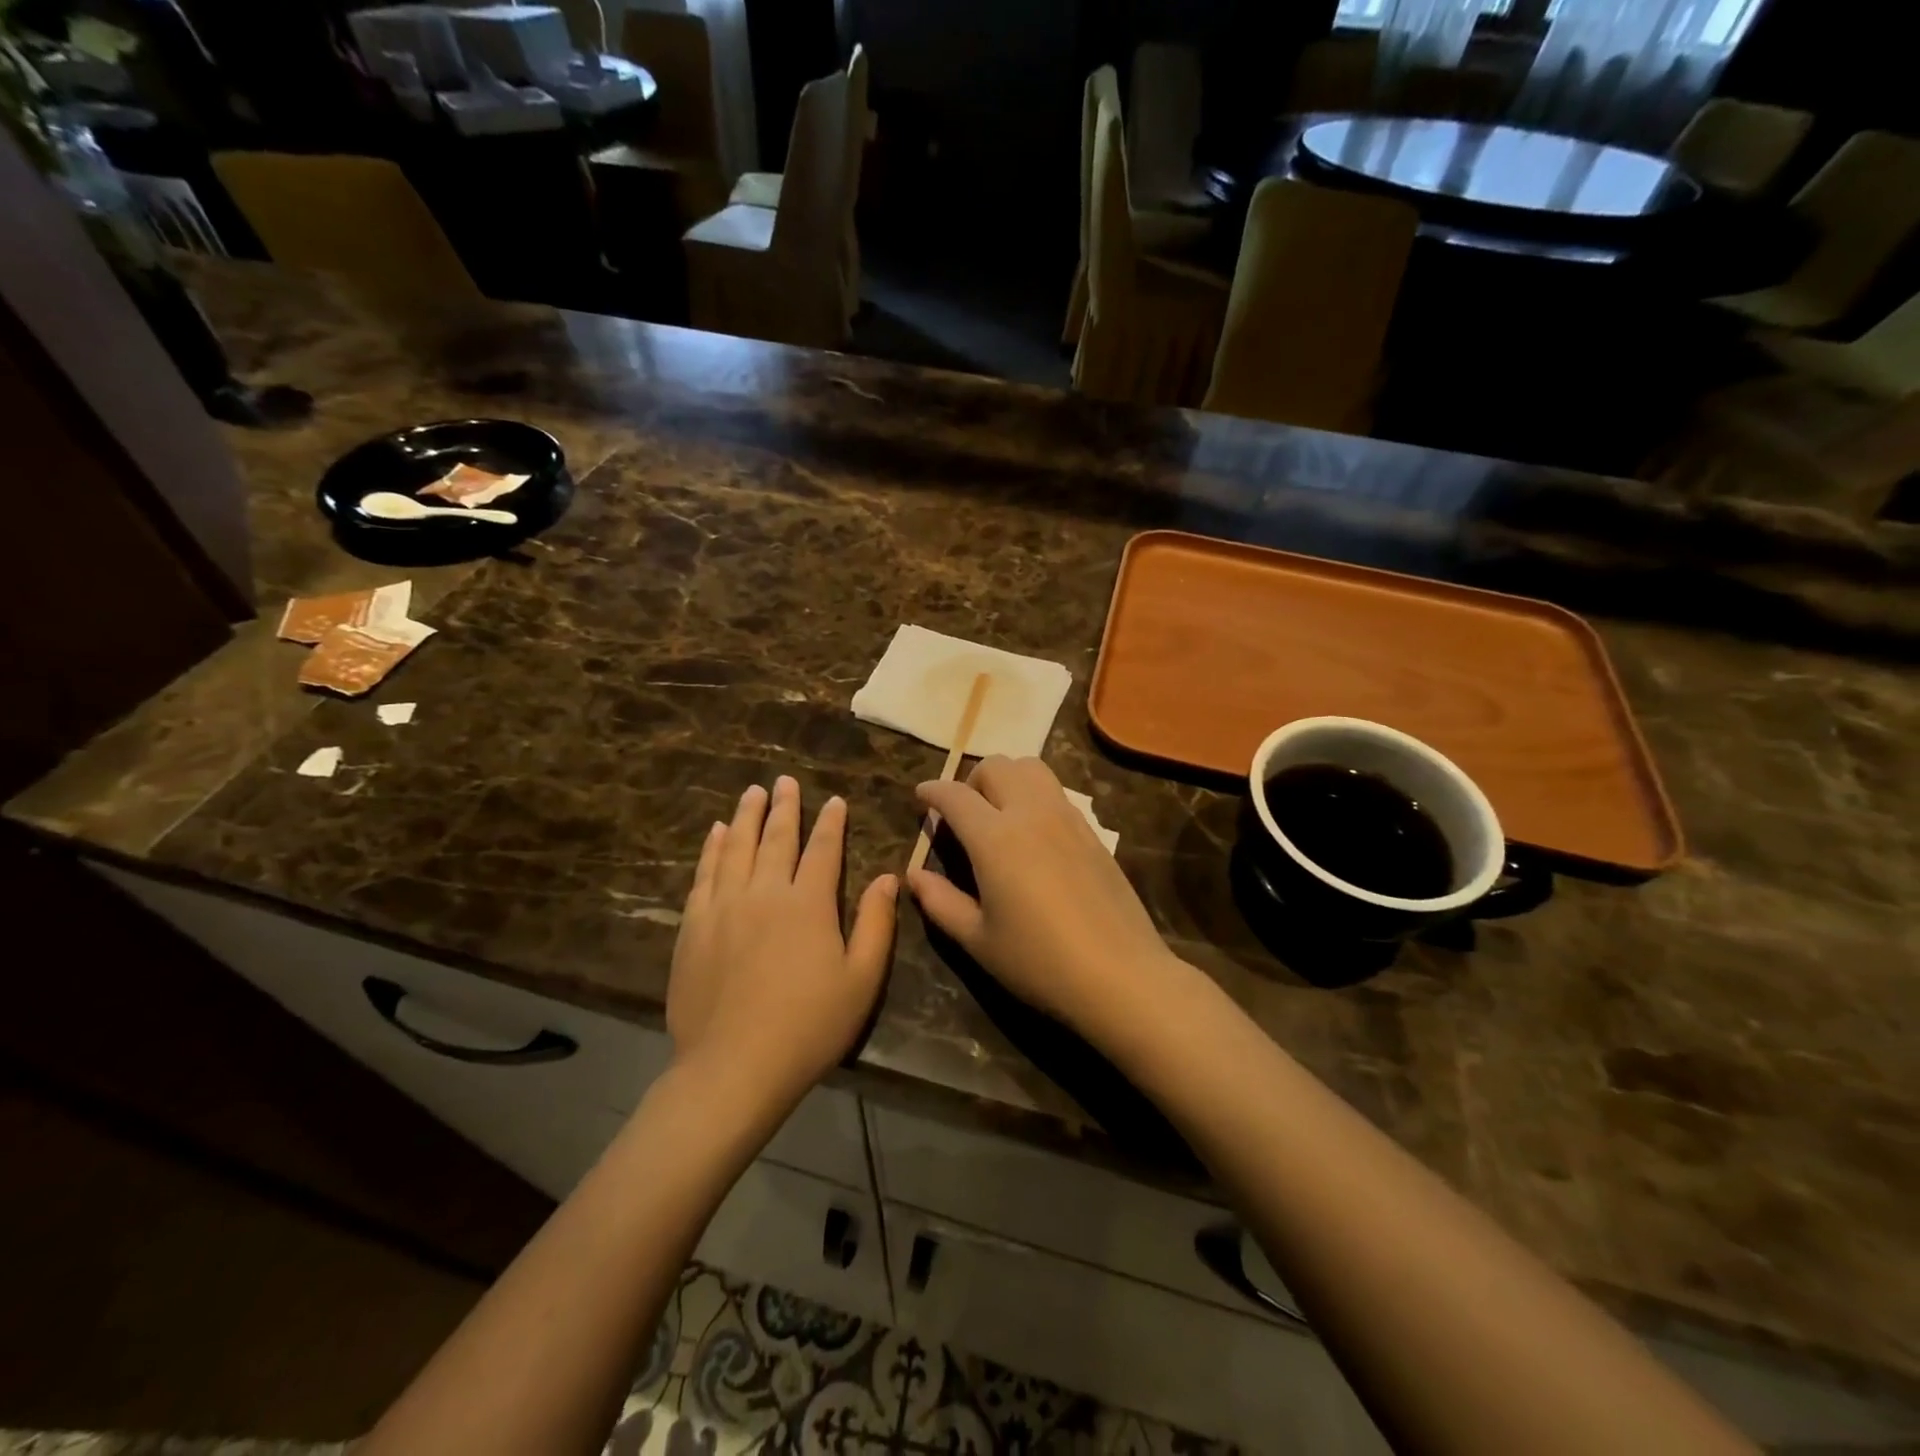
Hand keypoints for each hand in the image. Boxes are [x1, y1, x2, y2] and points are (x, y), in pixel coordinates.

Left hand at [668, 776, 896, 1107]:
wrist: (732, 1068)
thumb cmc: (808, 1027)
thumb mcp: (861, 981)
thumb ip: (876, 924)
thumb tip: (889, 878)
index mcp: (808, 903)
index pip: (823, 849)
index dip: (830, 822)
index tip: (834, 800)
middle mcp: (765, 892)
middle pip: (776, 838)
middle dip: (785, 806)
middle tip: (785, 780)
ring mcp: (724, 907)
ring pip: (737, 847)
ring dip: (747, 816)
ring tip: (753, 792)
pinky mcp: (693, 926)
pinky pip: (704, 874)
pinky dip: (712, 848)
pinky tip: (717, 832)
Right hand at [907, 756, 1182, 1036]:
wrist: (1120, 975)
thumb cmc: (1039, 962)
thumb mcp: (978, 940)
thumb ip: (940, 902)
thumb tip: (913, 875)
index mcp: (995, 838)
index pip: (955, 794)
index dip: (932, 791)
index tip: (921, 796)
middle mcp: (1031, 813)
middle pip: (996, 765)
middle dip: (970, 780)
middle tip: (962, 813)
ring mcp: (1067, 817)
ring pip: (1031, 768)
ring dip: (1007, 778)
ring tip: (999, 813)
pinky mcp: (1092, 831)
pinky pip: (1056, 792)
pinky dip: (1034, 794)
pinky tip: (1033, 833)